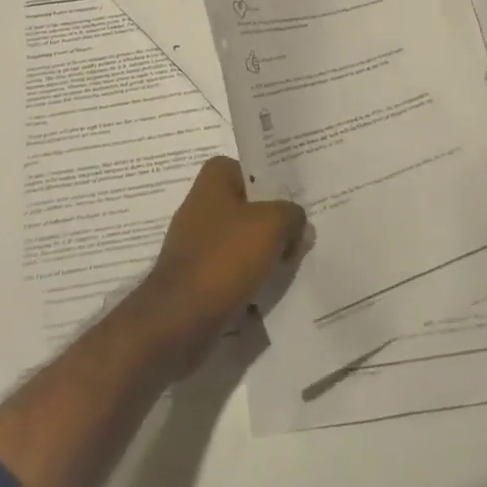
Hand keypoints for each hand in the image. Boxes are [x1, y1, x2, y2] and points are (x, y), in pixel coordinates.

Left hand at [135, 156, 307, 373]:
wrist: (181, 317)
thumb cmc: (225, 256)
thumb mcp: (272, 224)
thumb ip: (292, 215)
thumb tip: (299, 223)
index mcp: (214, 179)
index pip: (253, 169)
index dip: (277, 182)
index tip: (301, 199)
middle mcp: (202, 203)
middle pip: (251, 206)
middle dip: (276, 221)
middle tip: (305, 235)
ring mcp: (198, 240)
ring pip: (244, 239)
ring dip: (266, 252)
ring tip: (293, 264)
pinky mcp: (198, 274)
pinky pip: (234, 268)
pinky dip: (251, 277)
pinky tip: (271, 289)